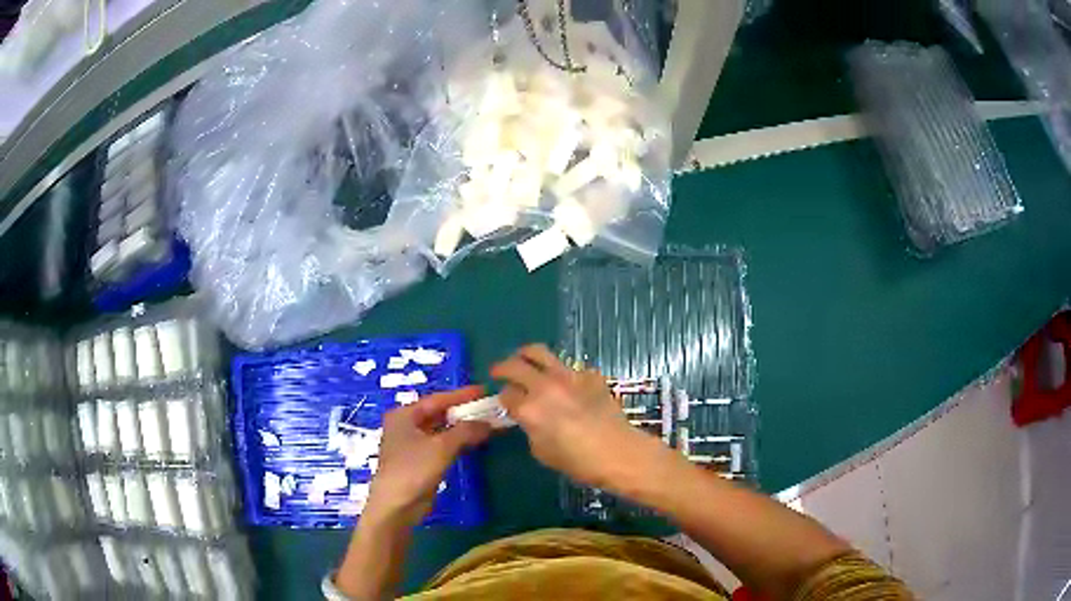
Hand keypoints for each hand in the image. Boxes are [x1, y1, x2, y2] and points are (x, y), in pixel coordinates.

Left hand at [365, 386, 491, 526]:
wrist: (397, 505)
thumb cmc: (414, 469)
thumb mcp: (441, 446)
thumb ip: (465, 431)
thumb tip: (488, 422)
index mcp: (405, 415)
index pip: (437, 399)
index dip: (461, 395)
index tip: (483, 391)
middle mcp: (406, 426)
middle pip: (439, 414)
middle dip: (464, 413)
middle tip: (488, 408)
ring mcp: (412, 445)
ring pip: (441, 431)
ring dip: (462, 429)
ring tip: (487, 424)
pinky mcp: (420, 462)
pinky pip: (442, 446)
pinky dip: (458, 443)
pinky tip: (475, 443)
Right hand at [492, 344, 644, 487]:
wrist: (618, 452)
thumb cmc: (577, 461)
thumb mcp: (541, 451)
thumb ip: (529, 428)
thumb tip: (527, 416)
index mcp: (529, 408)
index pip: (505, 394)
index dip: (502, 398)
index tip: (505, 402)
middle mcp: (545, 386)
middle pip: (515, 364)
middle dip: (503, 368)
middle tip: (500, 372)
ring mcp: (568, 376)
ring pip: (539, 352)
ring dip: (527, 357)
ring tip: (525, 362)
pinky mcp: (589, 374)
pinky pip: (569, 368)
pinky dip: (561, 374)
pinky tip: (568, 387)